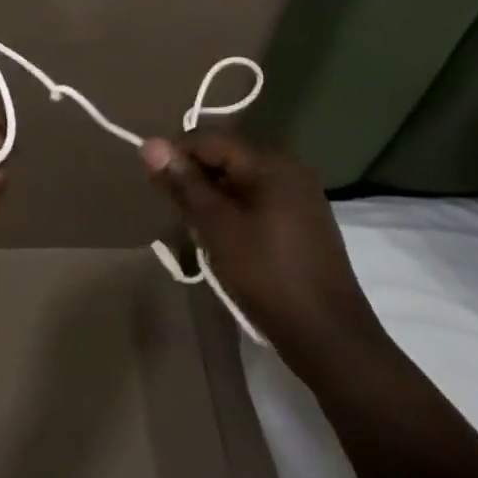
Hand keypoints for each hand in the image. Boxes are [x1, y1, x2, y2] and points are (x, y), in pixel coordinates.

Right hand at [140, 131, 386, 369]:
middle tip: (169, 206)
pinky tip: (220, 237)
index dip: (177, 153)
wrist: (328, 338)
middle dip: (193, 176)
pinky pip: (257, 201)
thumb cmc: (267, 275)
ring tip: (190, 225)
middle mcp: (289, 171)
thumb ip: (184, 183)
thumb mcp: (217, 227)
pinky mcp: (302, 224)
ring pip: (240, 182)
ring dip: (210, 196)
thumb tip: (150, 144)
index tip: (151, 179)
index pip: (211, 139)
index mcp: (271, 164)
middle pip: (227, 158)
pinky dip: (232, 211)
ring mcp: (300, 198)